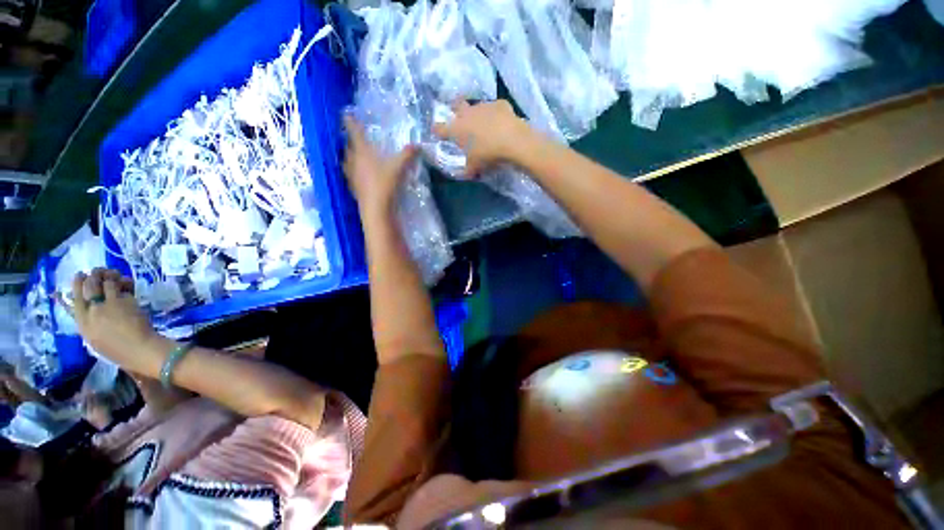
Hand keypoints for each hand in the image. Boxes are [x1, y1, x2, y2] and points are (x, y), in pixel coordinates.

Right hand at [67, 268, 159, 365]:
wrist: (139, 349)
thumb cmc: (117, 349)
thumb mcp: (93, 337)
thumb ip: (88, 320)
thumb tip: (84, 304)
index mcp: (82, 322)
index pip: (75, 297)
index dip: (78, 283)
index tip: (81, 275)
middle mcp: (93, 310)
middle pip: (90, 285)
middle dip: (94, 275)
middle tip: (100, 272)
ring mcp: (110, 304)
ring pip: (107, 281)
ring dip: (110, 275)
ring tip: (113, 274)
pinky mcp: (127, 301)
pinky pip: (124, 285)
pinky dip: (125, 281)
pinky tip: (126, 281)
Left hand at [343, 114, 418, 217]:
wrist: (376, 207)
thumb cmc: (385, 183)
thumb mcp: (399, 167)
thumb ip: (407, 155)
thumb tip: (417, 145)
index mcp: (363, 151)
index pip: (354, 131)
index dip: (350, 121)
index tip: (346, 113)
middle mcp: (353, 160)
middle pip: (348, 146)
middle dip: (351, 140)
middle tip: (356, 137)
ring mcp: (351, 175)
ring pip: (347, 160)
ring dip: (350, 156)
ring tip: (355, 155)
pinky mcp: (353, 187)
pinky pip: (350, 175)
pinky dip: (353, 172)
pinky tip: (359, 175)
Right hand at [432, 100, 529, 175]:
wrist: (513, 141)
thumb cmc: (488, 155)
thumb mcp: (475, 167)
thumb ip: (467, 169)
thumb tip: (465, 173)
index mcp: (457, 129)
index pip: (439, 128)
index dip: (437, 131)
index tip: (437, 133)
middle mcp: (467, 114)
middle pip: (456, 105)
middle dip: (456, 110)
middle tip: (462, 121)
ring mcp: (484, 106)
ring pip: (476, 106)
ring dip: (478, 114)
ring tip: (486, 126)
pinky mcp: (500, 104)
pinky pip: (495, 108)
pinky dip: (496, 115)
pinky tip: (502, 124)